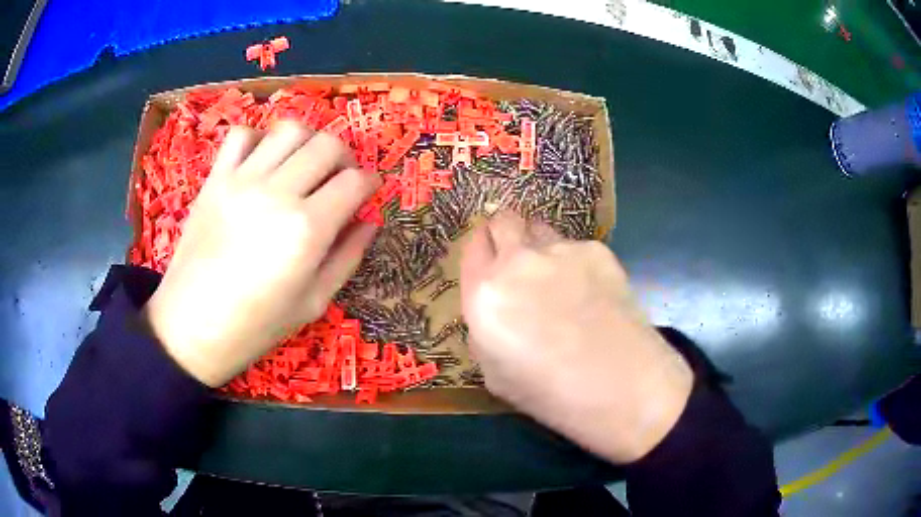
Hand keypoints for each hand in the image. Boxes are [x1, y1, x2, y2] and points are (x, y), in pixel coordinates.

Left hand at [143, 123, 379, 386]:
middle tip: (340, 180)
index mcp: (306, 230)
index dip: (371, 183)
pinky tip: (263, 164)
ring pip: (289, 130)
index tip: (368, 193)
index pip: (354, 182)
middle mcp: (277, 193)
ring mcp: (241, 181)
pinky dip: (259, 140)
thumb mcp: (313, 303)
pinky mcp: (214, 179)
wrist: (191, 327)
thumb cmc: (255, 325)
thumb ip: (347, 257)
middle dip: (345, 158)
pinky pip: (241, 135)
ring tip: (304, 167)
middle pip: (327, 144)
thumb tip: (369, 221)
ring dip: (307, 143)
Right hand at [460, 212, 693, 462]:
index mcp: (485, 295)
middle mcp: (517, 261)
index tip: (490, 262)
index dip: (481, 251)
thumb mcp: (495, 375)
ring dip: (540, 246)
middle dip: (506, 233)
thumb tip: (497, 311)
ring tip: (559, 279)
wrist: (621, 386)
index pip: (472, 247)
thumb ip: (485, 332)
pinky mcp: (597, 250)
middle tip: (518, 259)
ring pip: (540, 228)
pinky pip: (575, 247)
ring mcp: (560, 250)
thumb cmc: (551, 394)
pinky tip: (593, 293)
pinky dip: (576, 262)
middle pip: (503, 220)